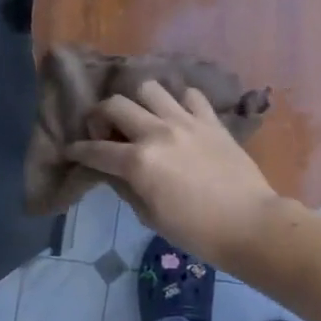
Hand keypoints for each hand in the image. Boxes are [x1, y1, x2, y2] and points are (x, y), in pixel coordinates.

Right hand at [68, 81, 280, 263]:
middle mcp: (158, 132)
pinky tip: (179, 117)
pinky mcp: (211, 120)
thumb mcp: (150, 216)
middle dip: (101, 116)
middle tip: (106, 132)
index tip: (71, 150)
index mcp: (139, 161)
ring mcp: (186, 121)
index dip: (78, 150)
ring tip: (143, 119)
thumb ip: (127, 187)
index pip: (96, 149)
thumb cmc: (196, 231)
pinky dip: (179, 102)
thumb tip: (113, 172)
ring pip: (150, 89)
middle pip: (116, 104)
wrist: (249, 223)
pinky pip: (190, 95)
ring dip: (139, 102)